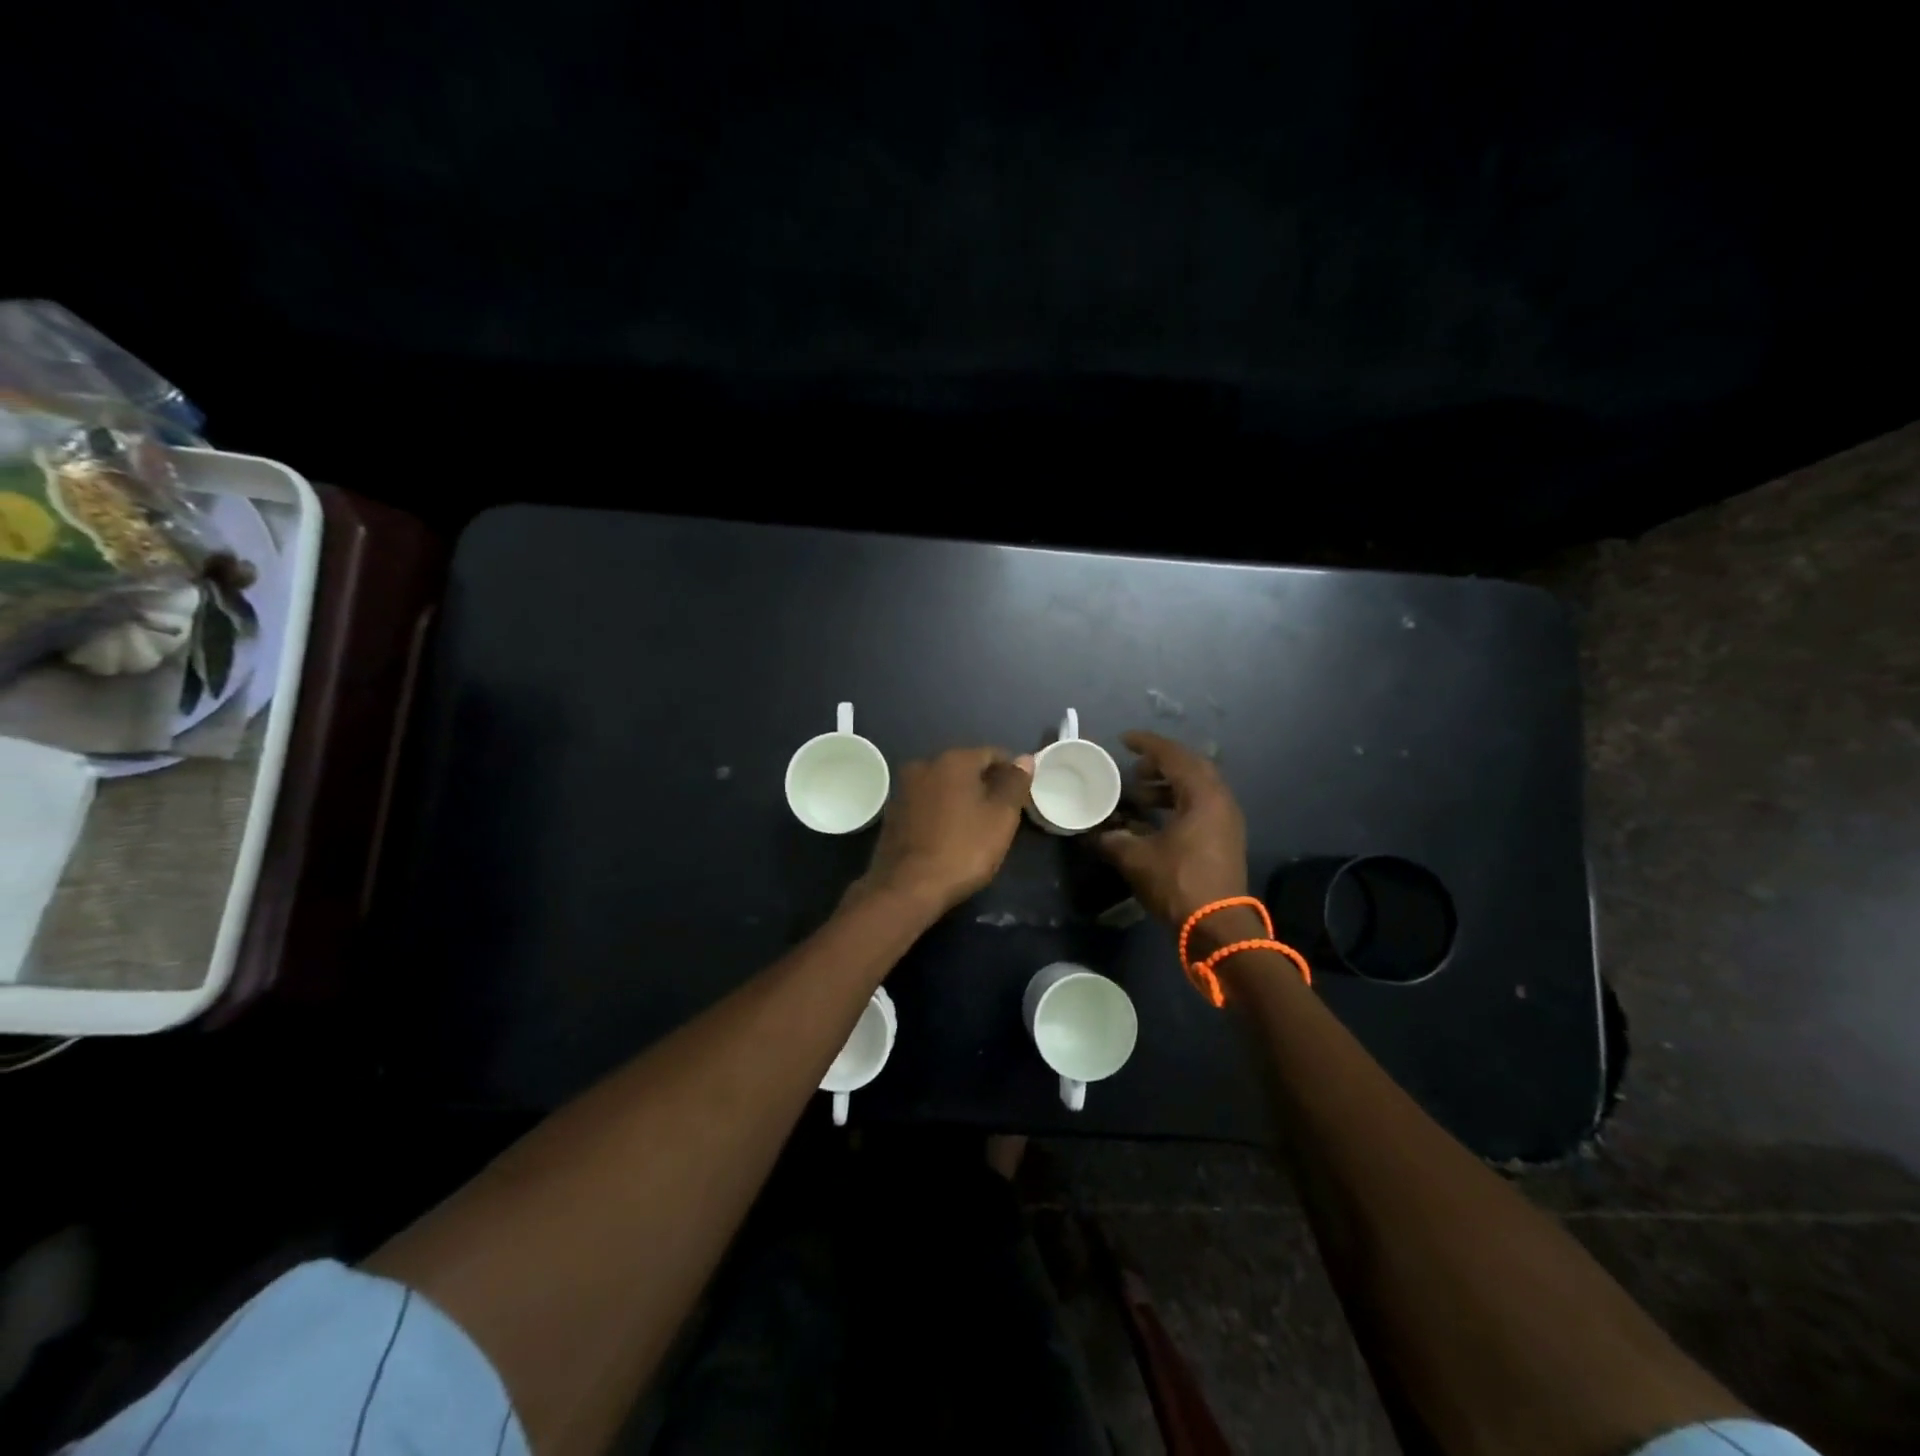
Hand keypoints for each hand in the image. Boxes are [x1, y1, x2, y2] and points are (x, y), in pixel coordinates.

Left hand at [852, 748, 1034, 914]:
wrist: (907, 887)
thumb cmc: (963, 849)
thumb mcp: (1001, 817)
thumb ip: (1015, 783)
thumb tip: (1025, 758)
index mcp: (953, 760)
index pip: (992, 754)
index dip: (1011, 772)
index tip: (1022, 796)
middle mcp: (924, 765)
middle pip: (965, 768)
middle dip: (986, 785)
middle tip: (1003, 813)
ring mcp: (903, 789)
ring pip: (944, 786)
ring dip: (962, 799)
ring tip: (977, 826)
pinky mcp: (892, 813)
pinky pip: (926, 804)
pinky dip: (941, 812)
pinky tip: (950, 835)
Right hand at [1098, 731, 1249, 926]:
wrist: (1219, 928)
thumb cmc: (1179, 883)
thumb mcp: (1136, 858)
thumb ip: (1112, 839)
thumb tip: (1093, 832)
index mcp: (1203, 795)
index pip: (1174, 756)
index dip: (1147, 744)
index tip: (1123, 740)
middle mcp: (1220, 800)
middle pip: (1190, 767)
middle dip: (1160, 763)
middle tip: (1133, 767)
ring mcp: (1226, 820)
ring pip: (1196, 788)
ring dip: (1167, 785)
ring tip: (1138, 794)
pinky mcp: (1225, 838)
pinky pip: (1200, 806)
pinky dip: (1176, 802)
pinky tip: (1153, 818)